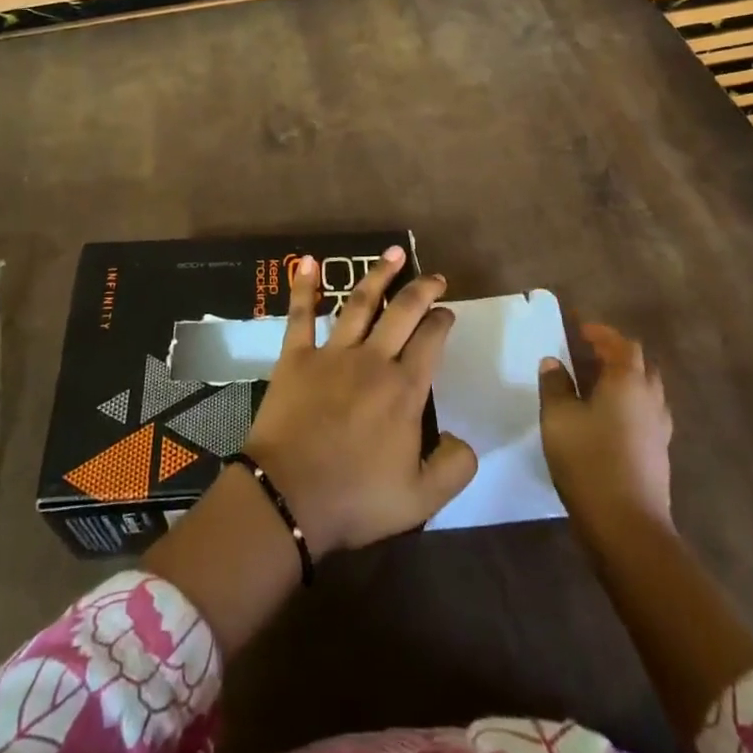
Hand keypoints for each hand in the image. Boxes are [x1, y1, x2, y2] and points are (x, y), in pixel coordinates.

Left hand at [240, 247, 477, 557]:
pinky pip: (300, 314)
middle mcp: (372, 360)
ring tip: (394, 252)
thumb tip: (464, 440)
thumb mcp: (421, 500)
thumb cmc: (355, 499)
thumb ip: (454, 468)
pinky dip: (304, 286)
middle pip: (403, 312)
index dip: (442, 321)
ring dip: (379, 274)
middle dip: (423, 289)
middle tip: (435, 277)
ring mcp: (332, 354)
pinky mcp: (296, 357)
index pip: (431, 340)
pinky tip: (307, 261)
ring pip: (360, 302)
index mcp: (404, 389)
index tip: (447, 312)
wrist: (288, 498)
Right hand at [539, 322, 674, 534]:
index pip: (621, 344)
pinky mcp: (659, 453)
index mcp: (627, 381)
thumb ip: (555, 385)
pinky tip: (610, 419)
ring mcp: (659, 428)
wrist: (627, 526)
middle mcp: (650, 398)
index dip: (601, 333)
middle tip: (589, 354)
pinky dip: (631, 404)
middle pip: (640, 364)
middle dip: (617, 353)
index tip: (580, 330)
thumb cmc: (589, 461)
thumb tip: (554, 363)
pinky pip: (648, 414)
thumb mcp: (558, 418)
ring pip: (648, 390)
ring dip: (626, 379)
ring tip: (598, 384)